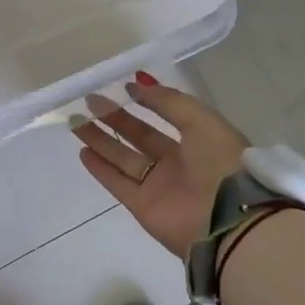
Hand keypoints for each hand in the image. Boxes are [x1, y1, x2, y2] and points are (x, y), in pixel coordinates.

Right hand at [72, 73, 248, 257]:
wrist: (227, 220)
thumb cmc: (220, 162)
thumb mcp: (200, 120)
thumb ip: (169, 101)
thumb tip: (138, 84)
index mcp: (199, 140)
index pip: (168, 115)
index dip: (148, 101)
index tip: (124, 87)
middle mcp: (178, 162)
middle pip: (140, 136)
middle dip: (115, 118)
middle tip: (90, 102)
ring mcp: (159, 185)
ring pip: (124, 158)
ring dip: (101, 140)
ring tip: (76, 122)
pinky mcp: (143, 206)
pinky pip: (118, 183)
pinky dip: (100, 169)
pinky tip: (82, 152)